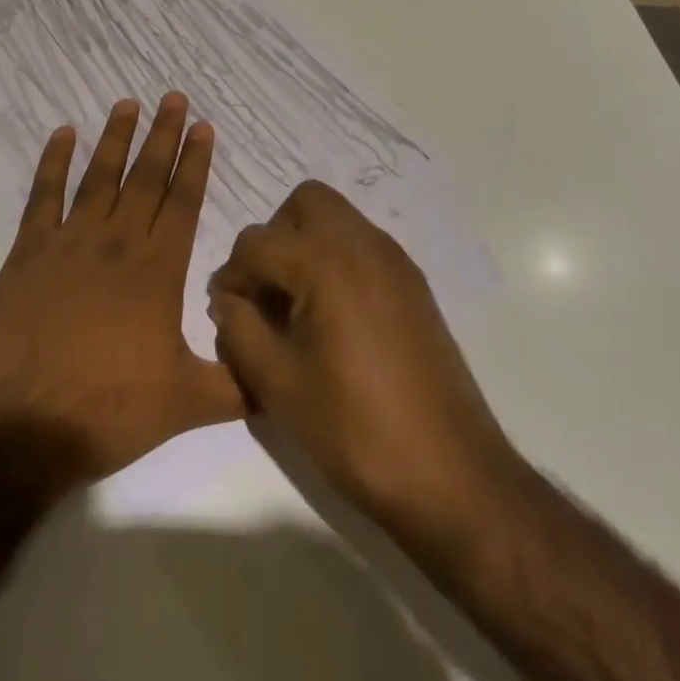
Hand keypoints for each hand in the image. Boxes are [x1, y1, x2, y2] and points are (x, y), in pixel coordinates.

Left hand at [0, 94, 243, 493]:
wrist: (20, 423)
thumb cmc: (107, 411)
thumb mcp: (185, 405)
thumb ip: (233, 385)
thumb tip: (273, 375)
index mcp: (158, 271)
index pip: (183, 203)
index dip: (195, 163)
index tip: (203, 128)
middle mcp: (117, 243)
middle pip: (146, 178)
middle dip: (163, 135)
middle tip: (174, 98)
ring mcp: (70, 242)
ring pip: (100, 177)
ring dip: (116, 138)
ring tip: (128, 103)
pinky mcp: (29, 251)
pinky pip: (44, 196)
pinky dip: (53, 162)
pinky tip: (62, 134)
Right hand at [208, 181, 512, 550]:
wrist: (453, 476)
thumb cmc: (356, 429)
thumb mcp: (279, 385)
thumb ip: (239, 330)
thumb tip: (228, 301)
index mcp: (325, 262)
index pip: (256, 243)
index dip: (231, 276)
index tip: (226, 314)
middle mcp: (362, 243)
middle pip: (303, 203)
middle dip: (274, 237)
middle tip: (266, 291)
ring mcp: (394, 260)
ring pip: (336, 218)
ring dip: (305, 245)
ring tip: (296, 306)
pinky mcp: (413, 283)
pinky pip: (362, 244)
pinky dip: (336, 261)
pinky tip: (333, 319)